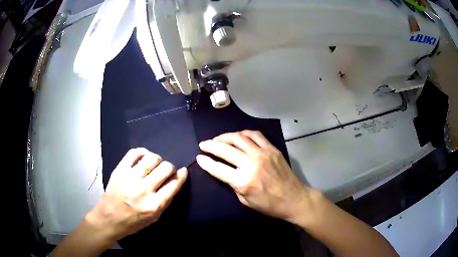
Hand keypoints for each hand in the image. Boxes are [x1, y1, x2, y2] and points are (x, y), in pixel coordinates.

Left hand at [86, 148, 187, 240]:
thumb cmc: (133, 222)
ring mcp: (130, 178)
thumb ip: (166, 199)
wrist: (109, 218)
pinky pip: (134, 153)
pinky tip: (144, 157)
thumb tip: (175, 180)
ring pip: (152, 158)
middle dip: (170, 168)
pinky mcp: (119, 170)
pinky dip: (143, 152)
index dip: (181, 175)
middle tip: (166, 171)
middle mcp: (144, 190)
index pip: (174, 184)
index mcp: (154, 205)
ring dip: (157, 160)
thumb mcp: (155, 217)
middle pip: (166, 168)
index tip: (183, 171)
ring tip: (154, 164)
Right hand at [196, 130, 315, 223]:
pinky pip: (255, 135)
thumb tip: (224, 171)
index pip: (218, 168)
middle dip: (211, 145)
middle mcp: (251, 164)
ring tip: (218, 139)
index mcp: (243, 181)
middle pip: (225, 149)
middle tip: (203, 144)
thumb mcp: (245, 201)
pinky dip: (243, 134)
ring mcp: (263, 154)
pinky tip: (238, 136)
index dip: (206, 162)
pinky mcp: (272, 149)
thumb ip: (233, 184)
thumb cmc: (269, 205)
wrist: (294, 199)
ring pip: (239, 138)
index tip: (198, 157)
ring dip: (225, 137)